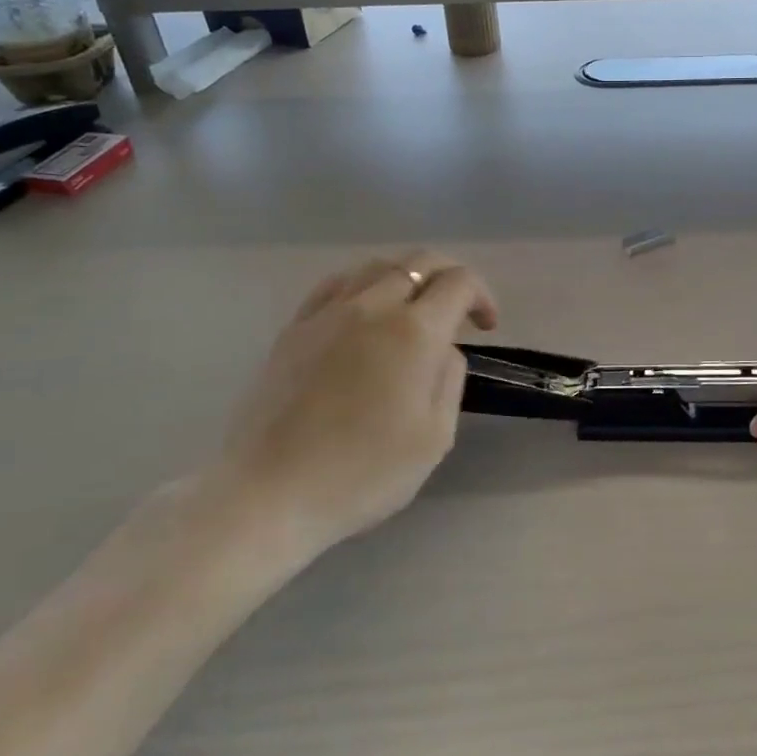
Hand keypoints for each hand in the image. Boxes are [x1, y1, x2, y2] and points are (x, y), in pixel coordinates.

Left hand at [215, 251, 497, 571]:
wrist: (270, 493)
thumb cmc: (363, 473)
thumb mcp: (435, 437)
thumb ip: (450, 379)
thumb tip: (442, 349)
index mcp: (414, 332)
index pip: (458, 283)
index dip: (482, 296)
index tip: (486, 326)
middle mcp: (372, 307)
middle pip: (419, 262)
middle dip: (450, 277)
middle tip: (459, 311)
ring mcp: (327, 314)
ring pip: (377, 265)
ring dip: (407, 276)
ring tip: (413, 308)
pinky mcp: (294, 328)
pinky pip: (336, 284)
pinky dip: (364, 284)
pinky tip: (365, 308)